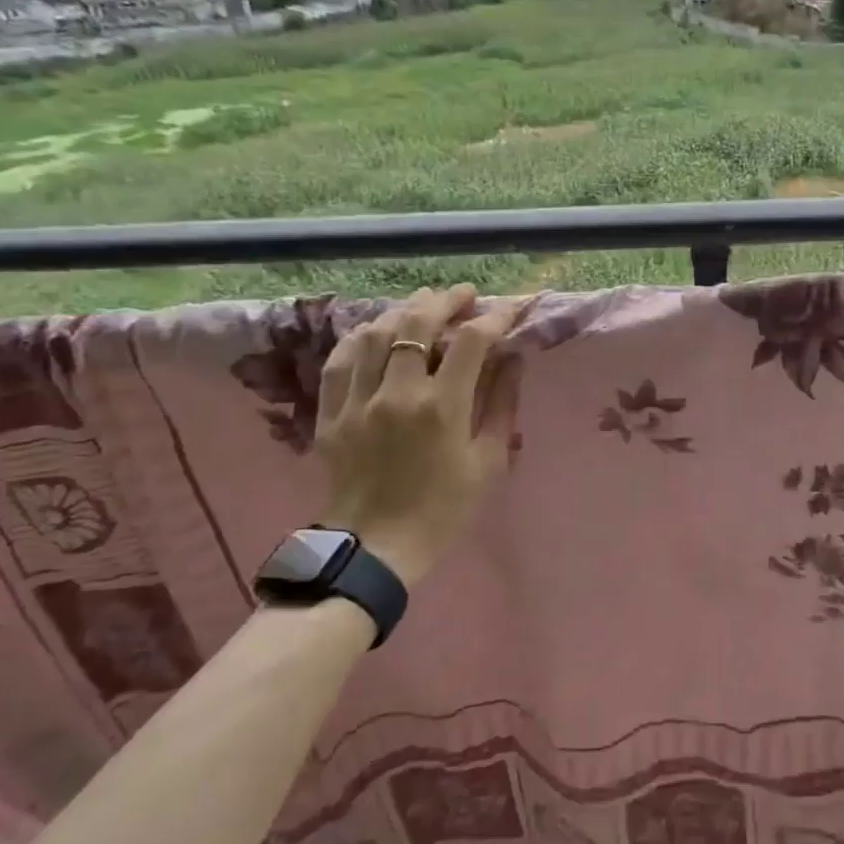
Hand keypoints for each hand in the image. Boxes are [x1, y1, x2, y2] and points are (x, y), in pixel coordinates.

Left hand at [315, 285, 522, 584]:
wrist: (377, 549)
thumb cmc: (444, 508)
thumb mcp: (488, 462)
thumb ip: (502, 404)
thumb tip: (513, 358)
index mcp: (441, 408)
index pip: (471, 341)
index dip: (495, 317)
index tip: (511, 308)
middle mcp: (397, 393)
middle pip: (417, 323)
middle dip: (446, 300)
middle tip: (465, 294)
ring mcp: (358, 400)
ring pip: (375, 333)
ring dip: (403, 310)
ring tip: (423, 304)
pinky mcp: (331, 413)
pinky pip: (340, 359)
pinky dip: (360, 336)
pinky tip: (376, 330)